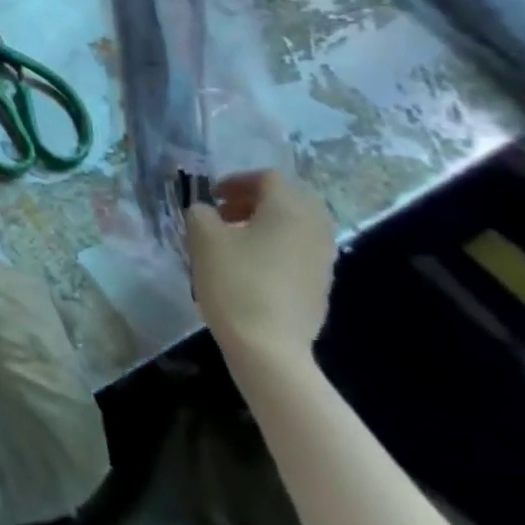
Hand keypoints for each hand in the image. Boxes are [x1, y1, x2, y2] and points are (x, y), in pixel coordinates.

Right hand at [184, 170, 338, 365]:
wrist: (270, 346)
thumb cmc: (235, 282)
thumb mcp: (203, 238)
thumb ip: (201, 213)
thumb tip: (207, 211)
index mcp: (288, 209)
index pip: (268, 178)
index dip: (237, 181)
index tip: (212, 196)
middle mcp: (314, 227)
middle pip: (289, 199)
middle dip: (255, 200)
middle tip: (226, 214)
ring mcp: (323, 258)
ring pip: (296, 225)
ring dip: (266, 224)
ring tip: (235, 241)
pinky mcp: (322, 284)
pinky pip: (300, 250)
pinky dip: (277, 246)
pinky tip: (251, 268)